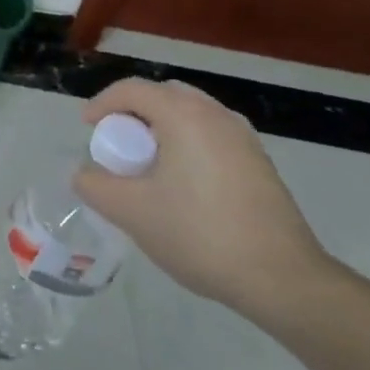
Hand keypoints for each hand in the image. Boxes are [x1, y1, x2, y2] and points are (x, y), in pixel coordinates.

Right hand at [70, 79, 333, 318]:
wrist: (284, 280)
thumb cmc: (200, 234)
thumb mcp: (131, 212)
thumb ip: (95, 186)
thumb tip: (86, 174)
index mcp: (184, 115)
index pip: (132, 90)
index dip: (102, 104)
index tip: (88, 130)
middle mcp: (216, 115)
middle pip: (163, 96)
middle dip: (134, 114)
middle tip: (119, 144)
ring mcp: (244, 138)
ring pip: (191, 116)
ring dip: (162, 130)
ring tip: (149, 165)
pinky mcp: (260, 163)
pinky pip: (212, 136)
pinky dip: (188, 145)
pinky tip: (184, 185)